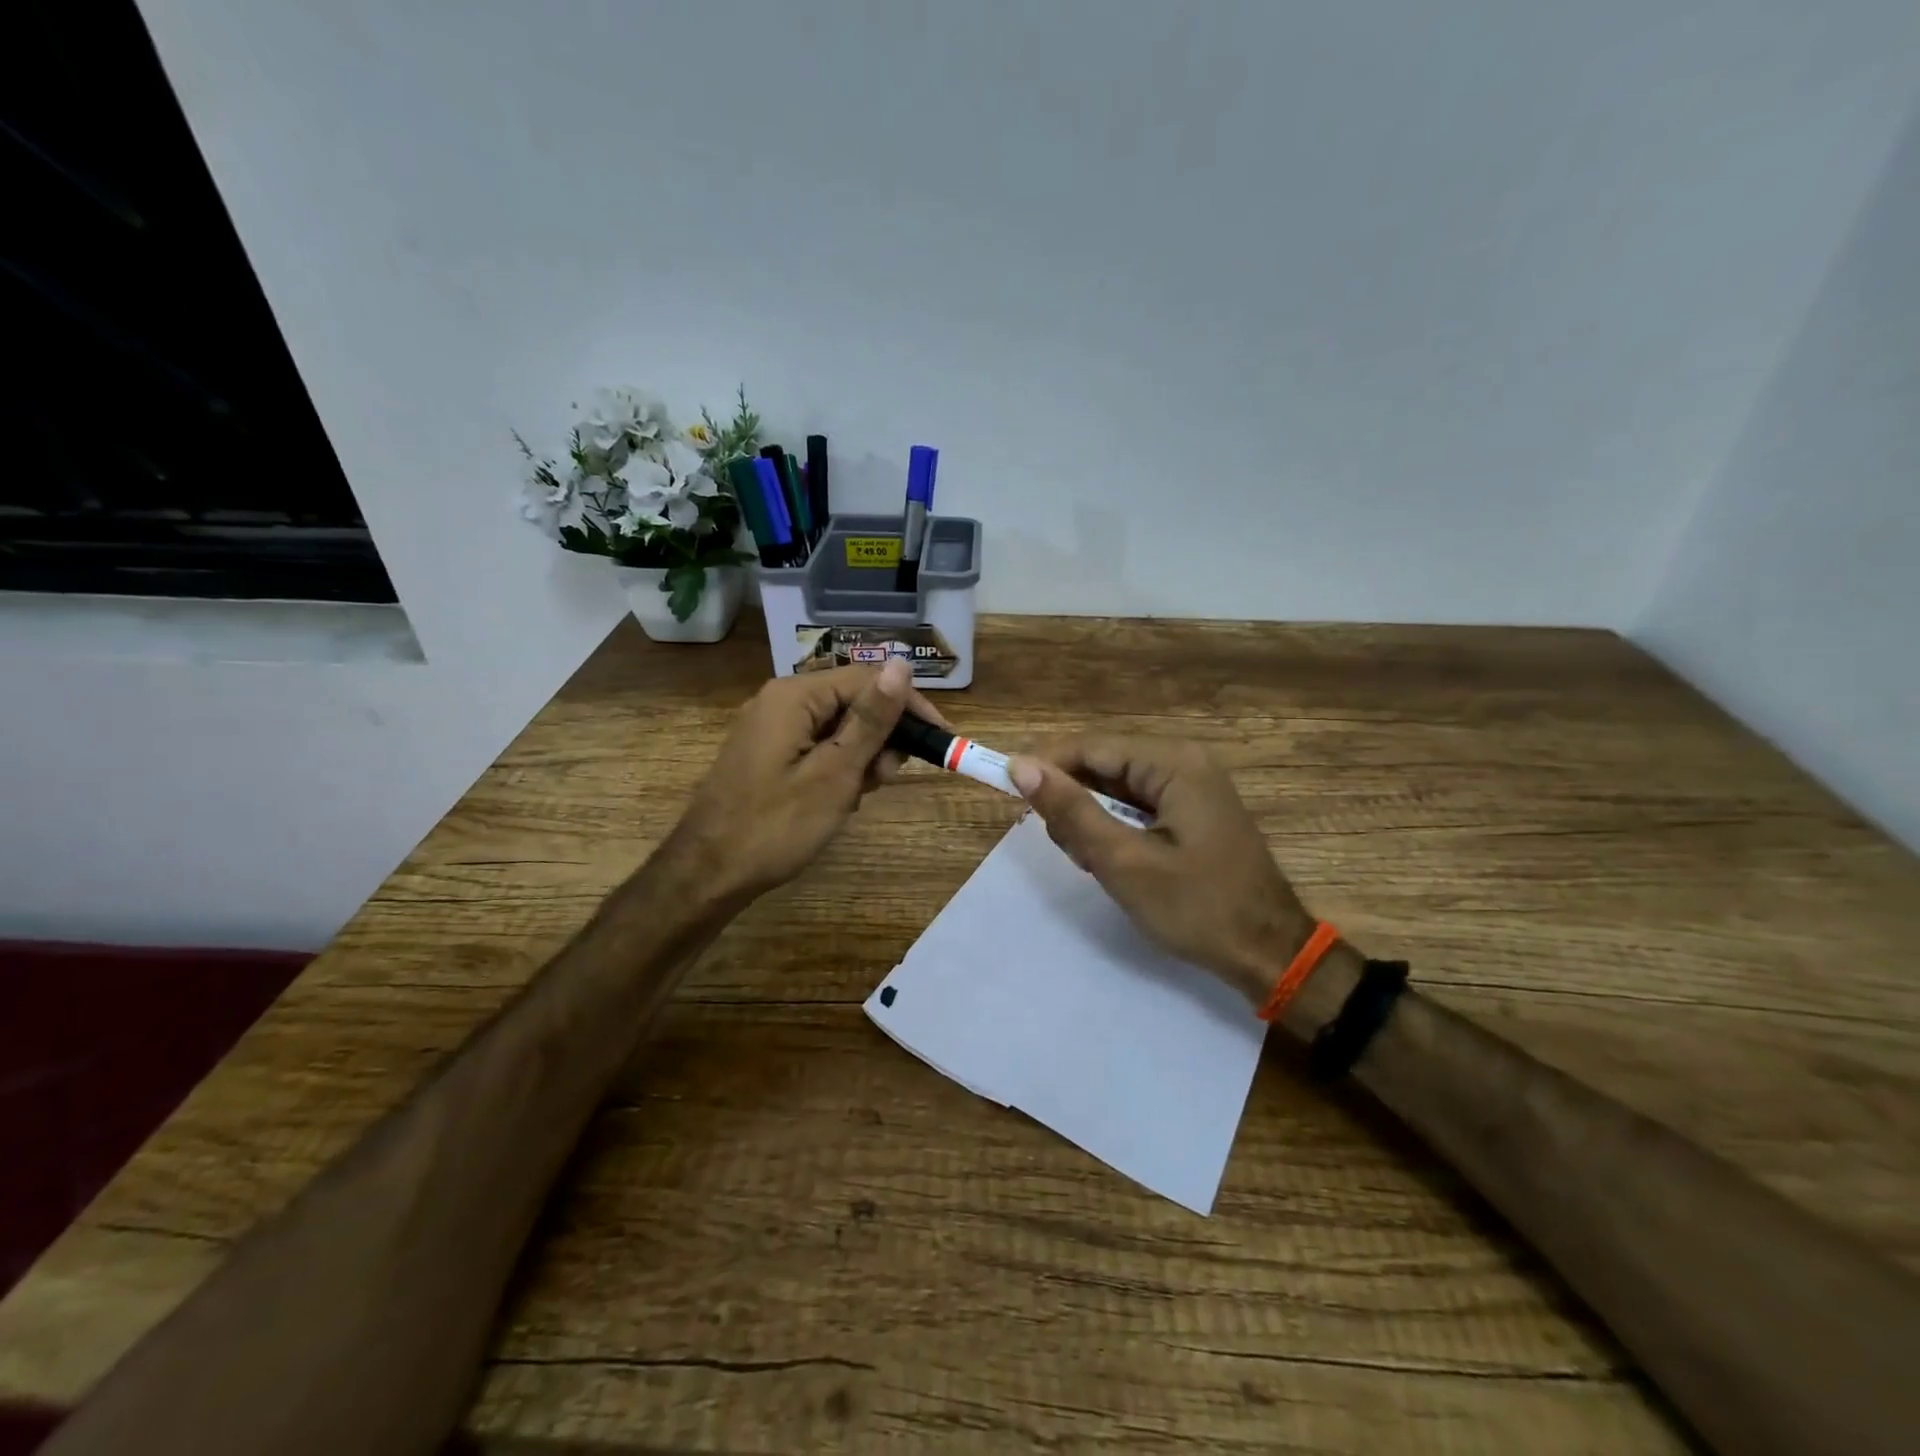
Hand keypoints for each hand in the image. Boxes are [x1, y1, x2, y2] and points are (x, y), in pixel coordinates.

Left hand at [672, 659, 947, 905]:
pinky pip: (816, 745)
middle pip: (852, 701)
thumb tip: (902, 663)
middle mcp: (780, 700)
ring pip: (837, 726)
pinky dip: (837, 767)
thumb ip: (871, 718)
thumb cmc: (776, 825)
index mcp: (794, 696)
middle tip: (886, 779)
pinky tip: (839, 799)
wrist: (707, 874)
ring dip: (860, 756)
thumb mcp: (835, 772)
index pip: (868, 679)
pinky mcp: (767, 753)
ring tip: (859, 795)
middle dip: (881, 736)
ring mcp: (770, 727)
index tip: (940, 740)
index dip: (908, 706)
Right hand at [1009, 737, 1310, 1007]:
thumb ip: (1071, 811)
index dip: (1046, 764)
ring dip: (1092, 819)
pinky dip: (1115, 829)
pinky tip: (1112, 861)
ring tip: (1092, 863)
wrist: (1269, 954)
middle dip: (1074, 800)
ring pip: (1116, 787)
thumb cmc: (1197, 907)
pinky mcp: (1192, 811)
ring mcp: (1192, 786)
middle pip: (1103, 764)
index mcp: (1174, 763)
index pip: (1091, 746)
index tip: (1008, 791)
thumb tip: (1020, 766)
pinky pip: (1137, 806)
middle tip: (1067, 848)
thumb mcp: (1123, 862)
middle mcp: (1184, 762)